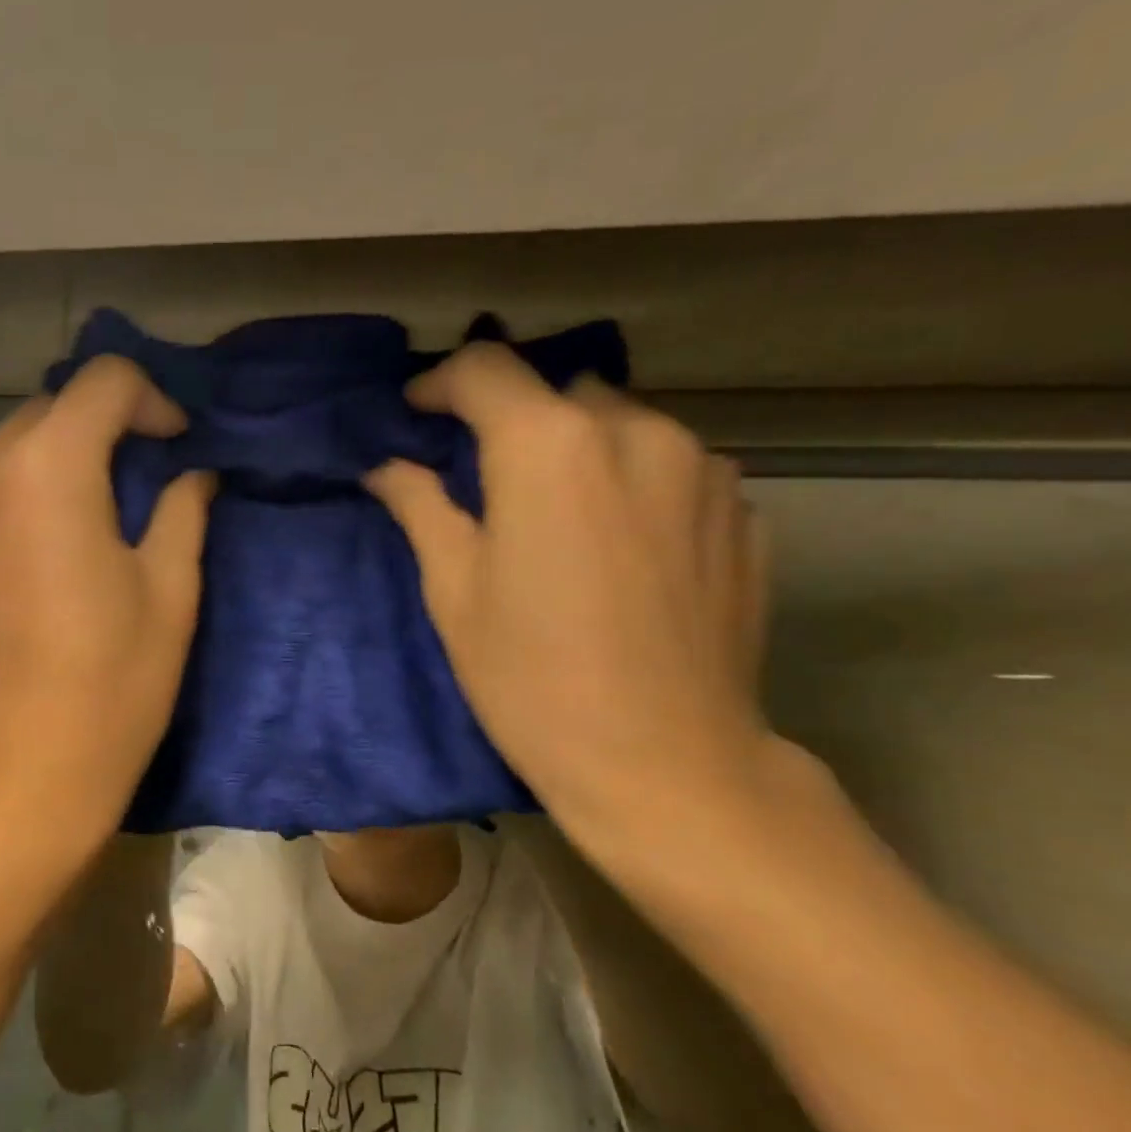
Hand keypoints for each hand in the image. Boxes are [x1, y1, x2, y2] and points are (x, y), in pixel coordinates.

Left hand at [0, 358, 212, 869]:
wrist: (13, 788)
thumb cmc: (111, 688)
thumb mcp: (171, 594)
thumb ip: (182, 509)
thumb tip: (192, 472)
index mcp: (46, 471)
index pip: (102, 381)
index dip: (151, 399)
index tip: (174, 444)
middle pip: (42, 417)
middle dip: (94, 436)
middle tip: (129, 491)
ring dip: (40, 482)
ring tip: (69, 544)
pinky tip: (16, 595)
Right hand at [365, 343, 776, 877]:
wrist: (665, 763)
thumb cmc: (531, 678)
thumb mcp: (453, 590)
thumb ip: (420, 506)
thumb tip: (387, 466)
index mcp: (549, 445)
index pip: (485, 368)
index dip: (440, 383)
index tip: (418, 414)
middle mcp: (635, 431)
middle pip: (557, 393)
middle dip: (512, 420)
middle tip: (485, 477)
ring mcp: (704, 468)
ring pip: (620, 425)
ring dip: (577, 449)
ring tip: (556, 514)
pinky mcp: (743, 511)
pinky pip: (672, 468)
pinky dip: (632, 483)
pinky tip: (619, 546)